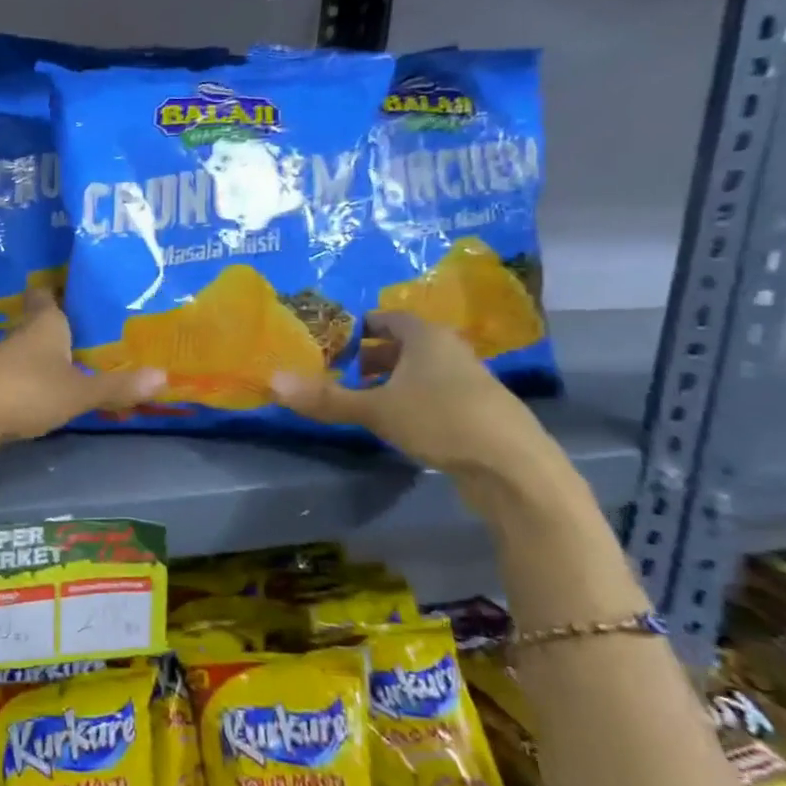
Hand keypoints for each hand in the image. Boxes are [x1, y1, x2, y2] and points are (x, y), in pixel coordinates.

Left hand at [0, 290, 163, 461]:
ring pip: (32, 354)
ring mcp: (3, 365)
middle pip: (42, 324)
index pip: (48, 294)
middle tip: (98, 331)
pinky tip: (54, 395)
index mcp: (43, 325)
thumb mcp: (78, 392)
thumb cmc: (24, 392)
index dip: (62, 289)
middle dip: (65, 328)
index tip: (81, 288)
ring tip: (83, 363)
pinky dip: (37, 384)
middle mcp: (21, 337)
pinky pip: (22, 381)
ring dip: (51, 359)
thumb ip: (117, 386)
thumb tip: (165, 376)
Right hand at [270, 312, 556, 479]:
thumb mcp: (376, 409)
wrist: (514, 468)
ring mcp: (469, 381)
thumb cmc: (441, 420)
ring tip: (361, 399)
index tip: (332, 340)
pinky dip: (412, 400)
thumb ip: (326, 398)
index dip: (358, 326)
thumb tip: (272, 381)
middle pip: (404, 344)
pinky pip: (434, 394)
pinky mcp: (477, 412)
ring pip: (420, 371)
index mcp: (426, 336)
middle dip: (370, 356)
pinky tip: (398, 424)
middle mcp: (450, 350)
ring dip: (391, 381)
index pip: (387, 318)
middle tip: (338, 371)